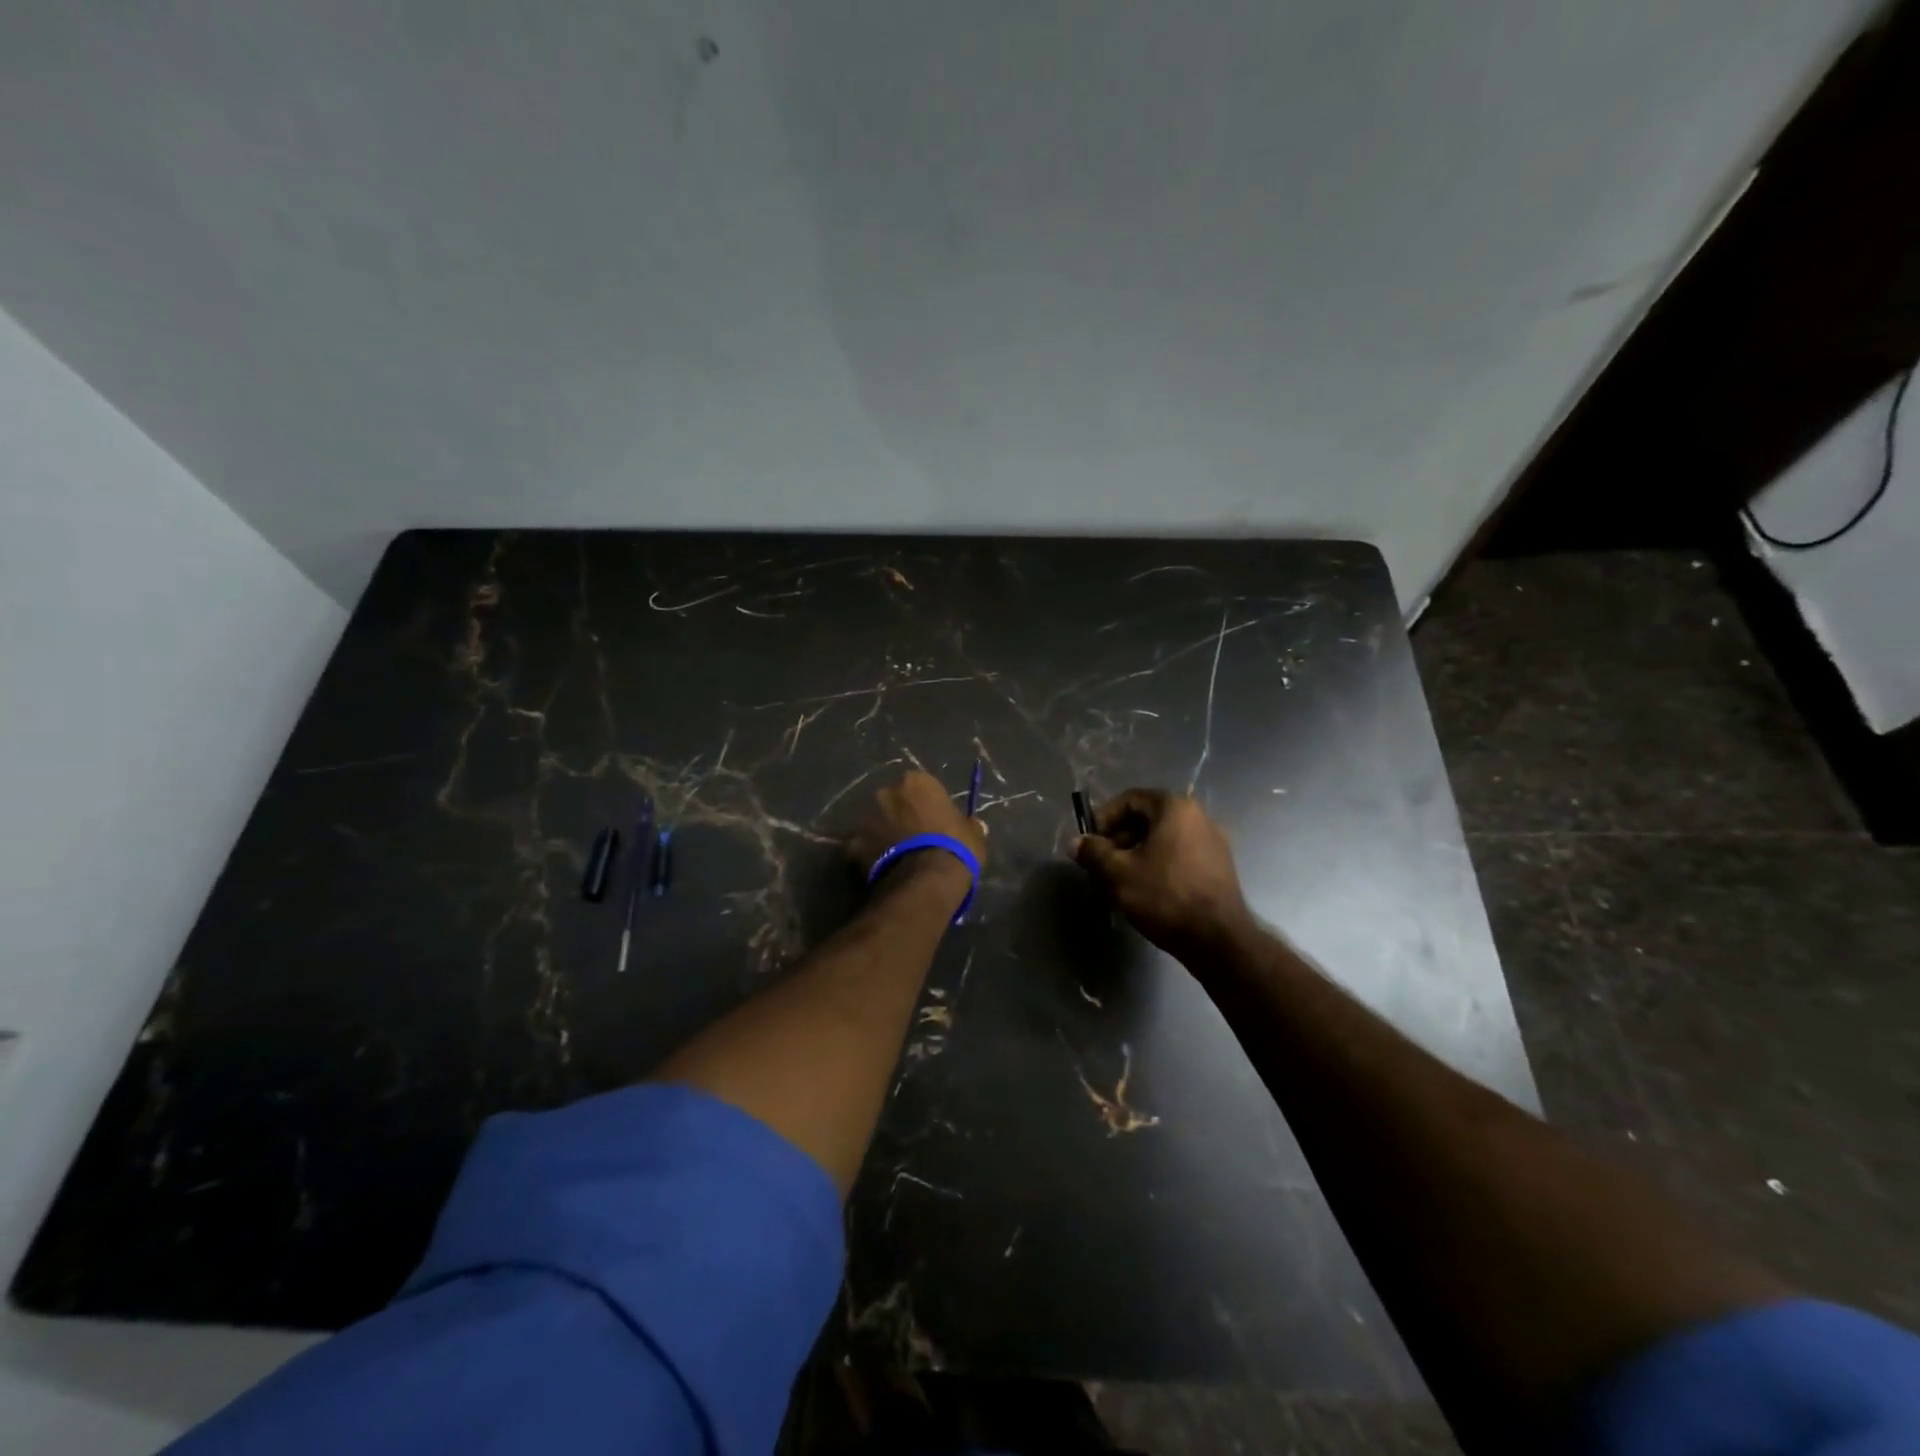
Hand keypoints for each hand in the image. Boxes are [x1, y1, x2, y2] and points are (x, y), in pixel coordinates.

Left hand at [849, 770, 988, 882]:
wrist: (925, 881)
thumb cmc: (955, 848)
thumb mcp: (974, 835)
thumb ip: (968, 825)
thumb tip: (974, 825)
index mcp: (916, 782)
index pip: (920, 786)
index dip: (926, 804)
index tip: (933, 821)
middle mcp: (886, 793)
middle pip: (892, 801)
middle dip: (899, 816)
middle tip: (911, 838)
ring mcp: (865, 818)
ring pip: (874, 823)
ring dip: (882, 834)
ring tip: (895, 857)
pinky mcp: (852, 845)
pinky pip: (860, 848)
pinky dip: (868, 856)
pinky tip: (880, 871)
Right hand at [1073, 789, 1253, 956]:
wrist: (1217, 939)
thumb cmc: (1164, 896)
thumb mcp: (1118, 873)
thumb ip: (1093, 852)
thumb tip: (1076, 843)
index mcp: (1175, 808)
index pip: (1130, 799)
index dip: (1104, 818)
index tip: (1090, 842)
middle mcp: (1198, 817)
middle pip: (1148, 819)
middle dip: (1119, 839)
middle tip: (1101, 864)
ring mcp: (1213, 843)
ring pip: (1163, 840)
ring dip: (1136, 854)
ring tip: (1119, 881)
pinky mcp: (1219, 868)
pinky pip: (1179, 856)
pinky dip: (1158, 865)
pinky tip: (1145, 891)